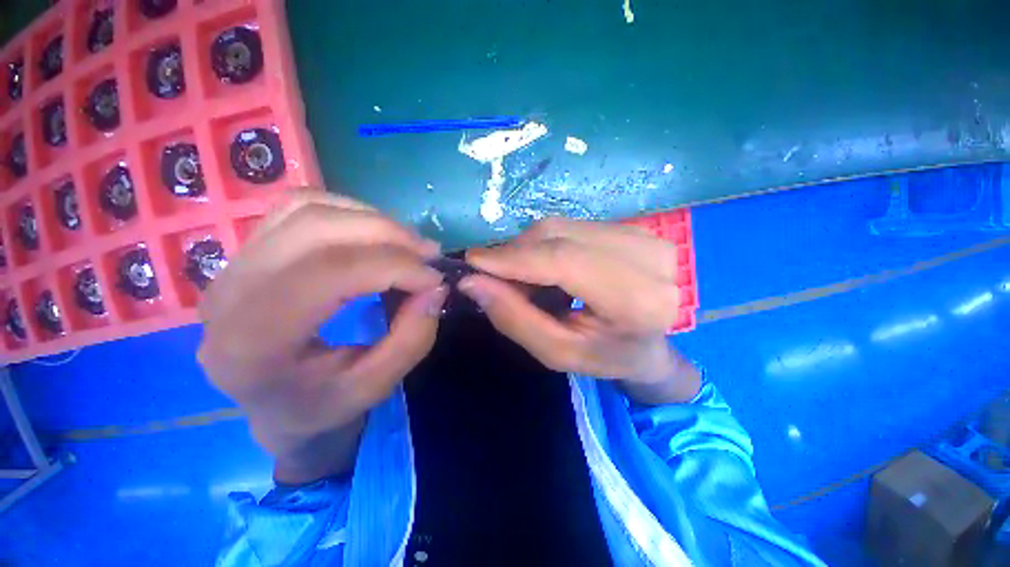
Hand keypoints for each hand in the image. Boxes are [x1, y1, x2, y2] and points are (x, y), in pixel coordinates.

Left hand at [198, 192, 446, 480]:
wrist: (273, 407)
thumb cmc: (321, 406)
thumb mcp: (376, 387)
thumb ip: (412, 339)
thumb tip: (435, 287)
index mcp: (254, 341)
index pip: (330, 273)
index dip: (395, 266)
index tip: (435, 278)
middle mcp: (230, 293)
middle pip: (316, 229)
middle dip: (388, 235)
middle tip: (429, 253)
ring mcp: (232, 265)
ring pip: (308, 209)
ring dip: (371, 220)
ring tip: (408, 244)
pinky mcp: (247, 252)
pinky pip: (300, 208)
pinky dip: (349, 213)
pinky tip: (376, 235)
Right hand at [459, 218, 699, 403]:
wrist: (650, 344)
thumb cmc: (606, 357)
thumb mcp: (557, 352)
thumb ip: (515, 318)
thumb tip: (472, 281)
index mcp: (638, 300)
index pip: (564, 261)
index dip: (514, 258)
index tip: (473, 261)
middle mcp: (647, 258)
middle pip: (558, 236)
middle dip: (515, 253)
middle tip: (495, 277)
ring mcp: (643, 235)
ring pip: (561, 226)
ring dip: (529, 249)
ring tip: (523, 279)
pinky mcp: (631, 227)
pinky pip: (570, 226)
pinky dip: (545, 245)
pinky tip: (545, 268)